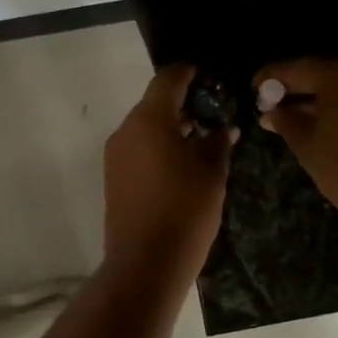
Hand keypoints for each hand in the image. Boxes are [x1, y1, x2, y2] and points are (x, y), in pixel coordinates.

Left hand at [104, 64, 236, 277]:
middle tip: (214, 112)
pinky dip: (159, 147)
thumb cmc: (185, 213)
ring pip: (145, 127)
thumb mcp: (212, 175)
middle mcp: (126, 131)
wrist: (145, 264)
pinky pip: (138, 149)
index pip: (168, 80)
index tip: (210, 76)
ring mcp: (115, 156)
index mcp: (149, 121)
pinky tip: (182, 164)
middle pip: (154, 103)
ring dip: (171, 127)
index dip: (189, 73)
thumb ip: (217, 144)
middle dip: (183, 104)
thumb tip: (223, 129)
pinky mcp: (114, 178)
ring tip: (203, 140)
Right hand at [253, 59, 337, 226]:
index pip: (296, 68)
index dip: (271, 77)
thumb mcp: (306, 144)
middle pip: (322, 74)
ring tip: (295, 117)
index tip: (253, 88)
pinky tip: (325, 124)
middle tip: (273, 103)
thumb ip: (285, 120)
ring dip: (319, 99)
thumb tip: (271, 111)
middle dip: (296, 88)